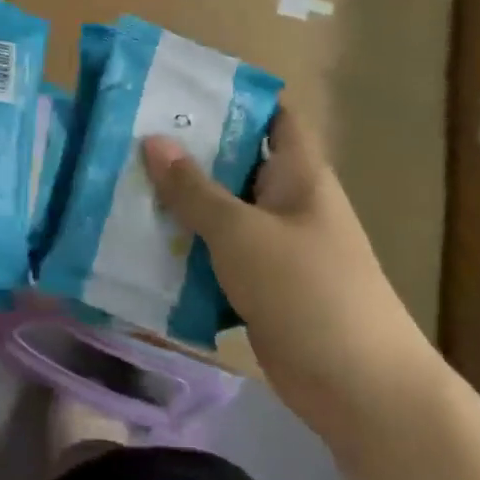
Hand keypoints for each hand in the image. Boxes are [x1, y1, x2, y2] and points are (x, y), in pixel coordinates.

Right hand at [142, 111, 444, 450]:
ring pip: (219, 213)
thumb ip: (193, 189)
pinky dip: (184, 250)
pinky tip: (139, 244)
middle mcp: (286, 202)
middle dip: (186, 152)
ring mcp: (273, 247)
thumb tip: (152, 140)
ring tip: (120, 185)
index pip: (272, 116)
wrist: (359, 389)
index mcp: (297, 174)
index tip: (179, 90)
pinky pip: (215, 256)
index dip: (234, 98)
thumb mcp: (241, 232)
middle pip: (234, 164)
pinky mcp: (259, 286)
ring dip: (178, 205)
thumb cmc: (307, 290)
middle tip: (128, 137)